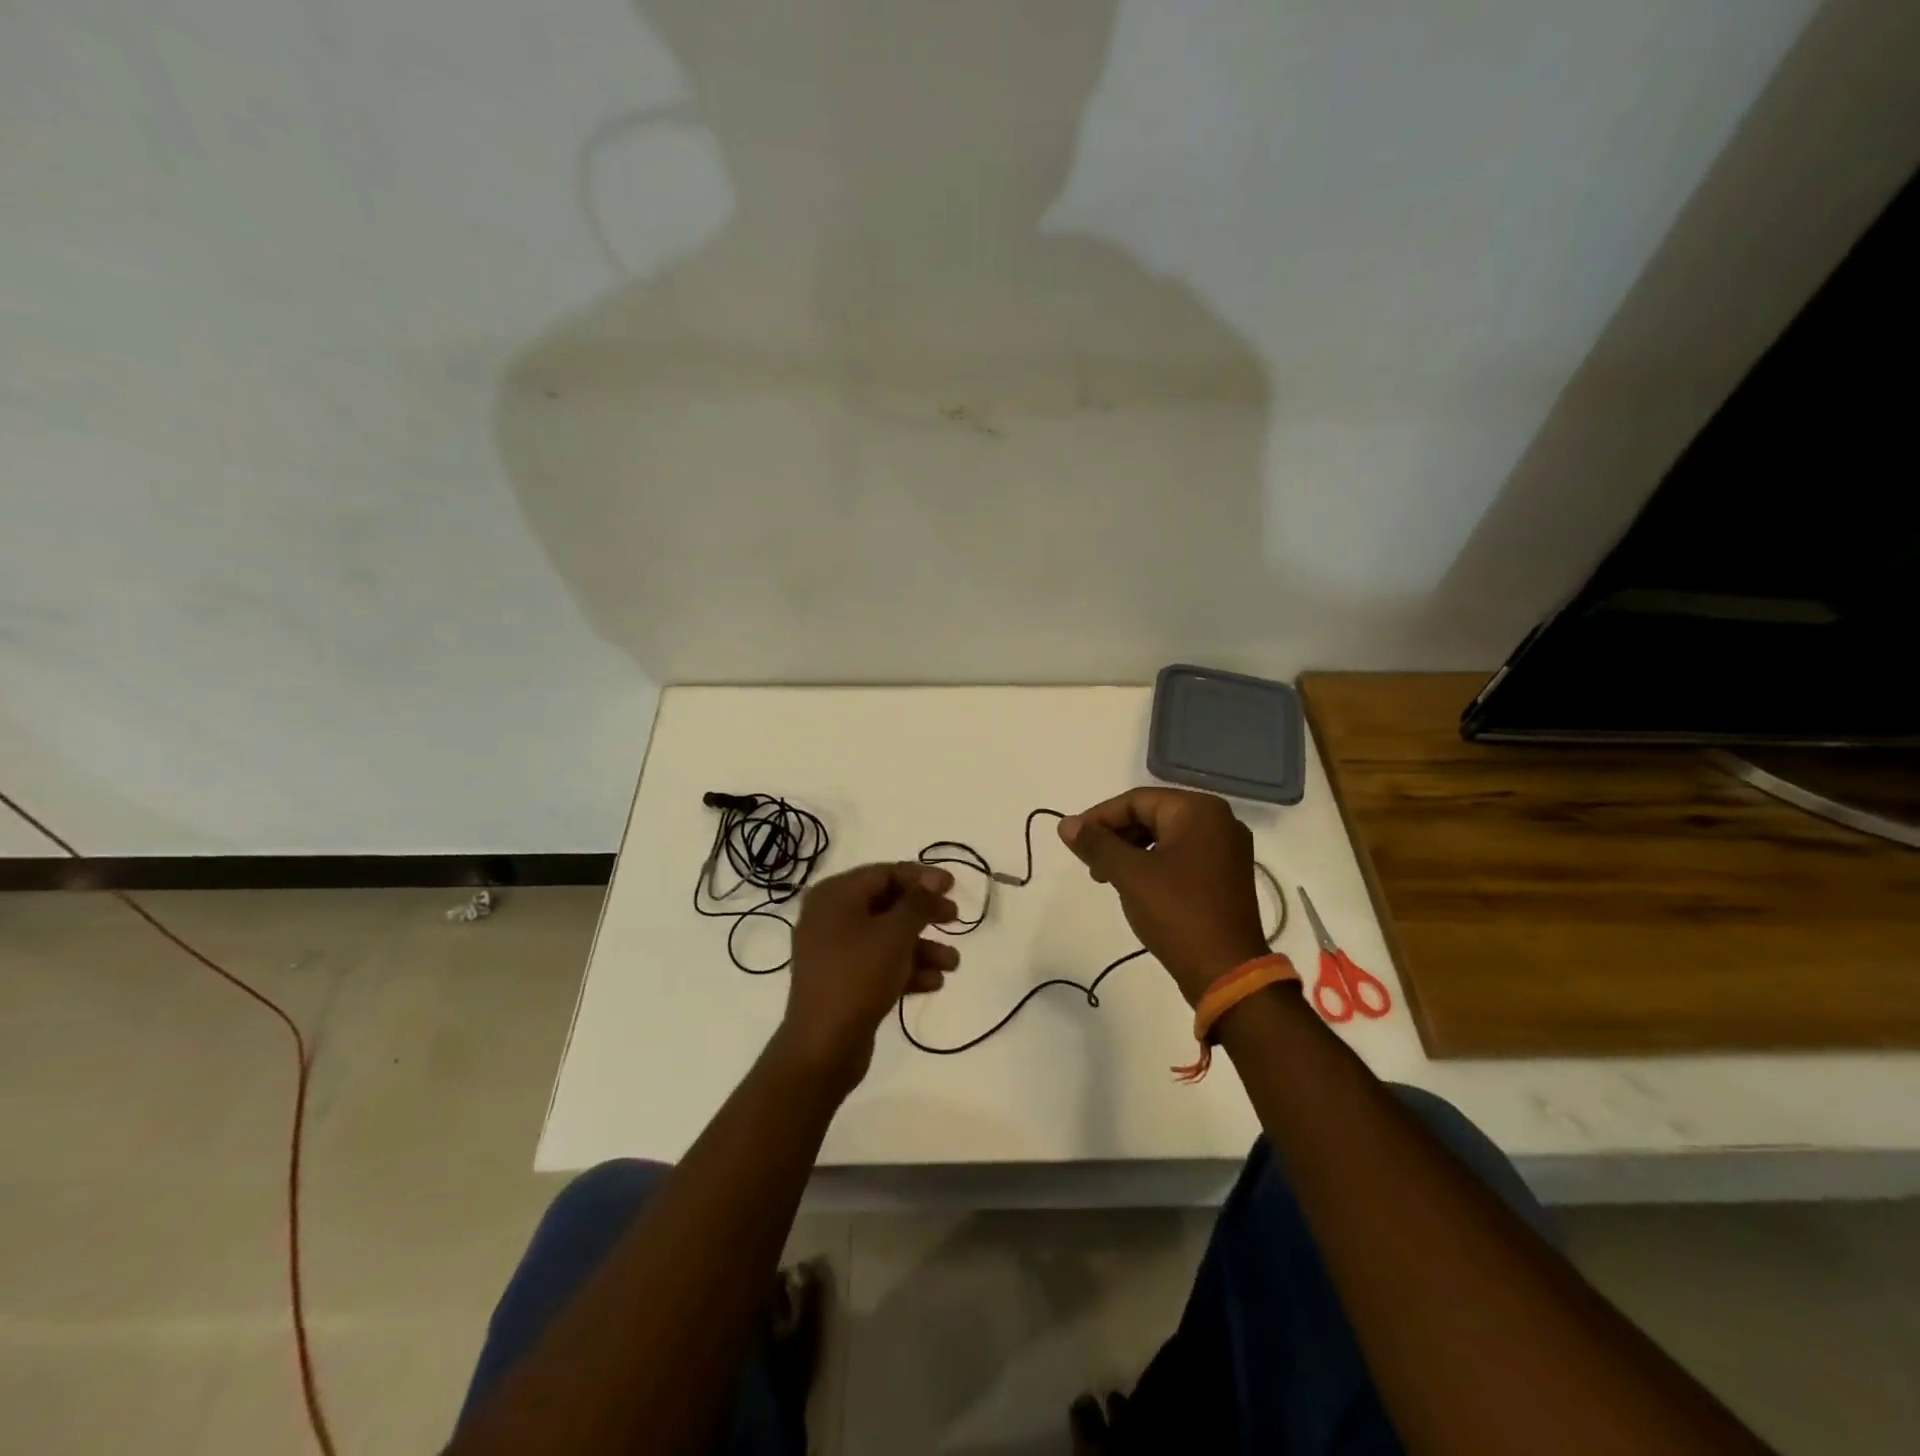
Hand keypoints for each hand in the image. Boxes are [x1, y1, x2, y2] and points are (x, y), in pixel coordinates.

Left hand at [773, 862, 959, 1093]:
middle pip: (887, 904)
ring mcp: (834, 951)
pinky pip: (879, 964)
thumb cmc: (858, 975)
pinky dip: (906, 969)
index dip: (921, 877)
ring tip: (952, 963)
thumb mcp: (895, 933)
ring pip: (886, 938)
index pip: (884, 873)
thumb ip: (918, 902)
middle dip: (924, 913)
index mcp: (835, 895)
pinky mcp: (842, 982)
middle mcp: (830, 917)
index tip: (953, 886)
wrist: (823, 1046)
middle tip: (955, 918)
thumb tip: (932, 879)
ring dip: (922, 947)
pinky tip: (934, 983)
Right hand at [1059, 788, 1267, 1004]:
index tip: (1073, 841)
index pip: (1136, 800)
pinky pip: (1181, 856)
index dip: (1099, 818)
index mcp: (1199, 810)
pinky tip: (1135, 887)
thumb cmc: (1177, 912)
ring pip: (1165, 837)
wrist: (1226, 972)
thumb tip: (1065, 824)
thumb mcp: (1129, 874)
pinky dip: (1153, 865)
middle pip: (1152, 815)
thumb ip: (1096, 844)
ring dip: (1131, 852)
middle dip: (1116, 836)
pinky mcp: (1226, 875)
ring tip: (1107, 878)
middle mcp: (1219, 821)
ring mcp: (1227, 849)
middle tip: (1090, 863)